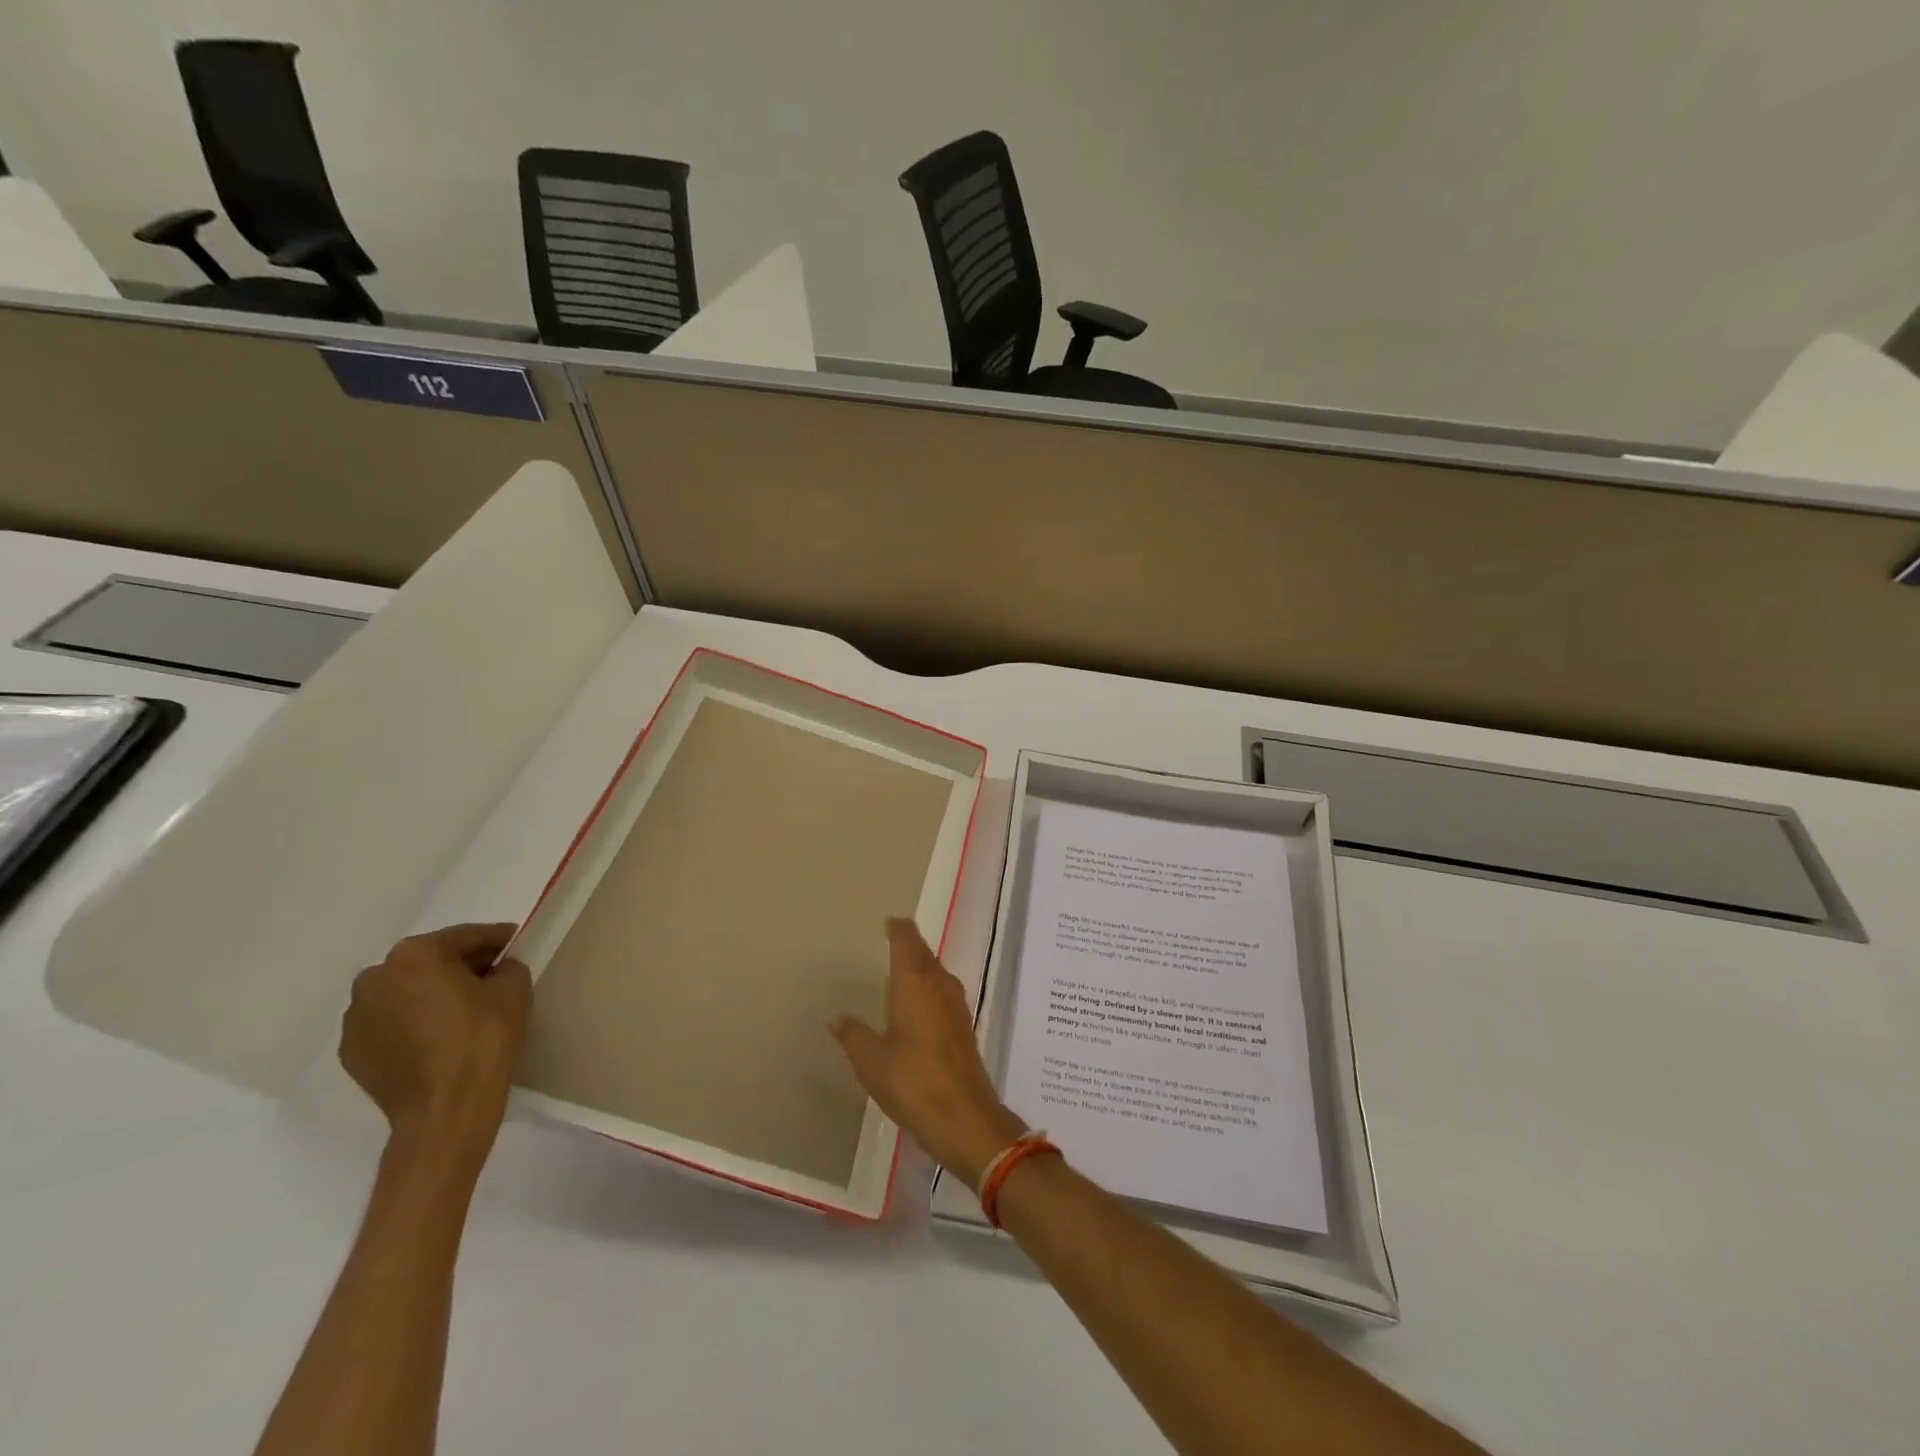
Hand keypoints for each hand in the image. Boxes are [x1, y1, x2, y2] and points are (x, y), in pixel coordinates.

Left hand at [340, 923, 532, 1170]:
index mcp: (415, 955)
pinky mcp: (352, 1051)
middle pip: (429, 961)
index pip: (465, 937)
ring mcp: (357, 1017)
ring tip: (460, 1012)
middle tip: (490, 978)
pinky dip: (412, 1022)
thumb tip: (495, 970)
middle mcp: (375, 978)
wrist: (445, 1110)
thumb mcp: (514, 989)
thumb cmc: (483, 1039)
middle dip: (458, 965)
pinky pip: (390, 1023)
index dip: (496, 939)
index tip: (515, 943)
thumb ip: (506, 966)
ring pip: (405, 992)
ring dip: (430, 994)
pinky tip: (437, 1038)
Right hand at [830, 918, 1026, 1188]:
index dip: (898, 929)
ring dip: (921, 965)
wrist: (963, 1116)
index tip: (889, 920)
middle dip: (909, 944)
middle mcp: (939, 985)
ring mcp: (956, 1005)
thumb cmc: (912, 1081)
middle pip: (924, 953)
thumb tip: (837, 1018)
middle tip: (892, 937)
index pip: (907, 941)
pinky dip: (930, 986)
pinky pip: (943, 992)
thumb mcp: (871, 1060)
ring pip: (936, 972)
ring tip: (902, 967)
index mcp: (914, 982)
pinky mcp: (963, 1026)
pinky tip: (919, 1001)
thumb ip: (854, 1035)